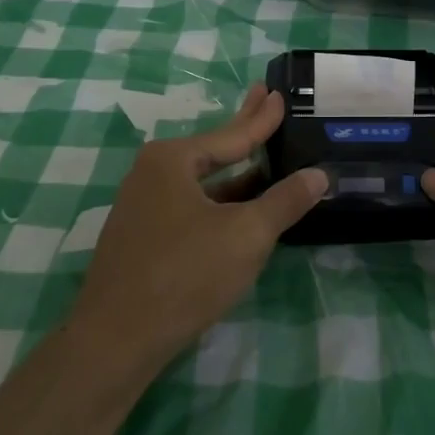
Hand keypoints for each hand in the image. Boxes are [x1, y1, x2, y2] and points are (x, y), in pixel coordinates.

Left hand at [67, 84, 326, 377]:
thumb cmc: (185, 274)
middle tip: (265, 96)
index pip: (231, 134)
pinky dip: (218, 199)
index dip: (261, 118)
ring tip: (262, 154)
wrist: (116, 340)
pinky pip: (189, 204)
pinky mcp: (141, 237)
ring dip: (233, 171)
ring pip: (200, 181)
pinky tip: (237, 205)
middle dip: (243, 128)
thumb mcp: (246, 236)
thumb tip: (319, 175)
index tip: (278, 95)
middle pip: (212, 149)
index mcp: (172, 160)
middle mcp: (151, 173)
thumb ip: (284, 202)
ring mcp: (142, 206)